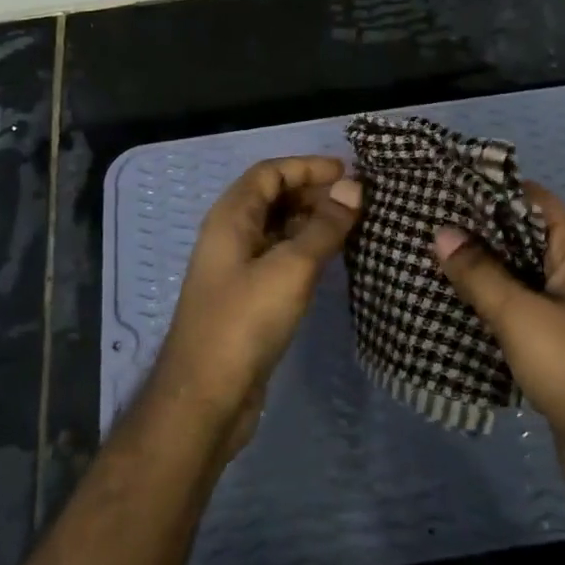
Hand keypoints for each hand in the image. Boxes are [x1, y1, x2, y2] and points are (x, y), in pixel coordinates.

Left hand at [153, 156, 361, 455]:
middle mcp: (230, 236)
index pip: (269, 173)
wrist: (206, 398)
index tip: (348, 171)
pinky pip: (281, 258)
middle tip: (358, 200)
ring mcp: (238, 269)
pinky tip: (334, 259)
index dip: (307, 166)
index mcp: (230, 218)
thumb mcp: (291, 268)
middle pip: (273, 198)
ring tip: (354, 225)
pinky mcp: (249, 299)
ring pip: (278, 230)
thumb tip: (354, 188)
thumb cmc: (245, 321)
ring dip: (312, 221)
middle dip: (313, 192)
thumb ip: (324, 226)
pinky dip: (307, 250)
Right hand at [433, 182, 564, 521]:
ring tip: (424, 259)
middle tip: (420, 225)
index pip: (531, 200)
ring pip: (517, 276)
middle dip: (475, 233)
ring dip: (479, 272)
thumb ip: (480, 274)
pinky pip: (519, 310)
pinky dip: (489, 305)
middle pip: (521, 237)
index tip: (440, 189)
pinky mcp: (560, 342)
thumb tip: (441, 233)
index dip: (487, 191)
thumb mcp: (522, 317)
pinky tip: (449, 305)